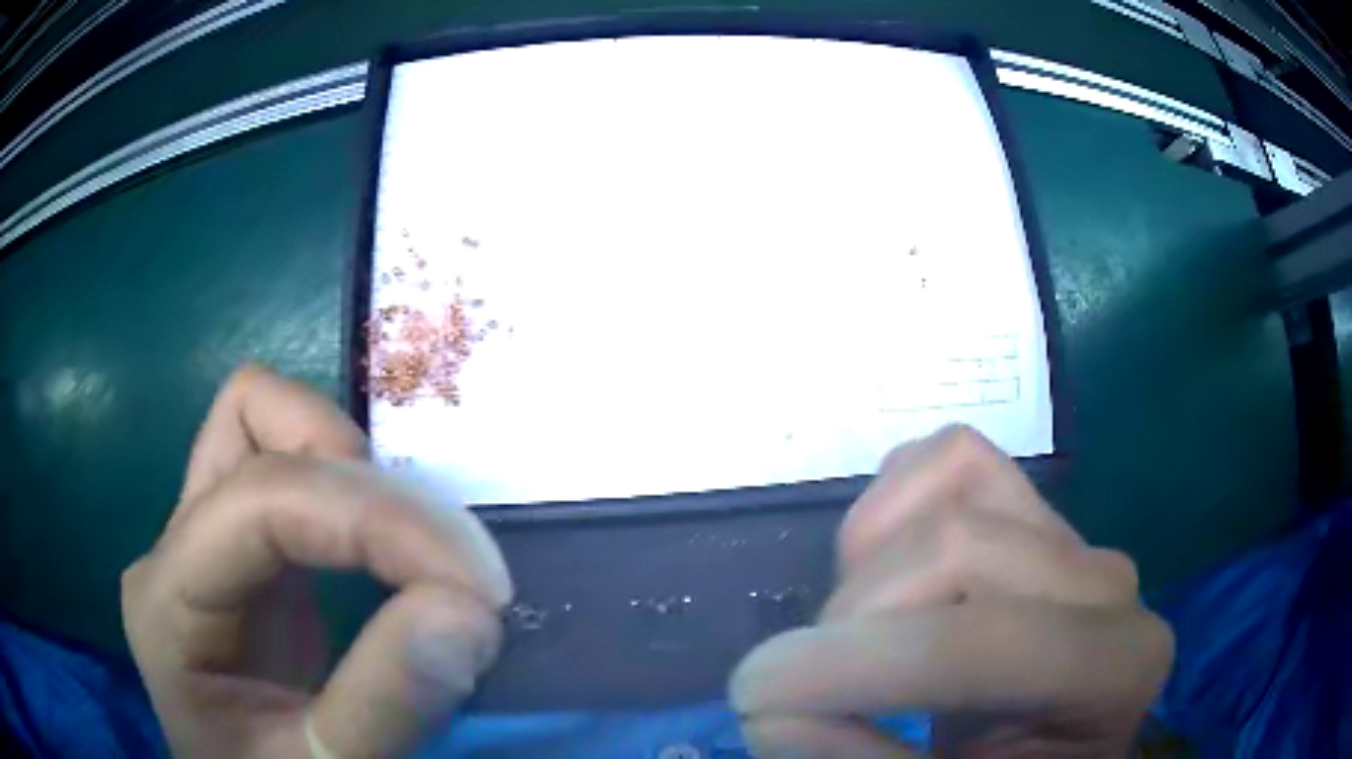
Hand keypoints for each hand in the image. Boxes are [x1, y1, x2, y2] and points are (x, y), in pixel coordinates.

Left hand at [122, 365, 512, 757]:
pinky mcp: (254, 554)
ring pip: (273, 425)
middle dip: (362, 477)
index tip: (477, 592)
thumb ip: (383, 704)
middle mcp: (179, 543)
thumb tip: (466, 613)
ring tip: (418, 559)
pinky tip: (393, 557)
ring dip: (359, 471)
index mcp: (168, 595)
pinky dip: (358, 490)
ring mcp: (213, 538)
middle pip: (253, 419)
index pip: (261, 495)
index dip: (374, 520)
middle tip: (445, 571)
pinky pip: (299, 471)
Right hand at [731, 426, 1172, 757]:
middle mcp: (1104, 580)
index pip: (980, 643)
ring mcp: (1069, 532)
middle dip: (851, 621)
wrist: (1052, 746)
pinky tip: (885, 578)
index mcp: (1113, 667)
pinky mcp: (1029, 508)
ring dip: (870, 556)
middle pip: (958, 543)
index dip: (855, 667)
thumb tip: (772, 716)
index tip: (754, 698)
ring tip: (857, 635)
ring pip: (952, 472)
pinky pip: (948, 459)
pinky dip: (890, 506)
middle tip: (800, 689)